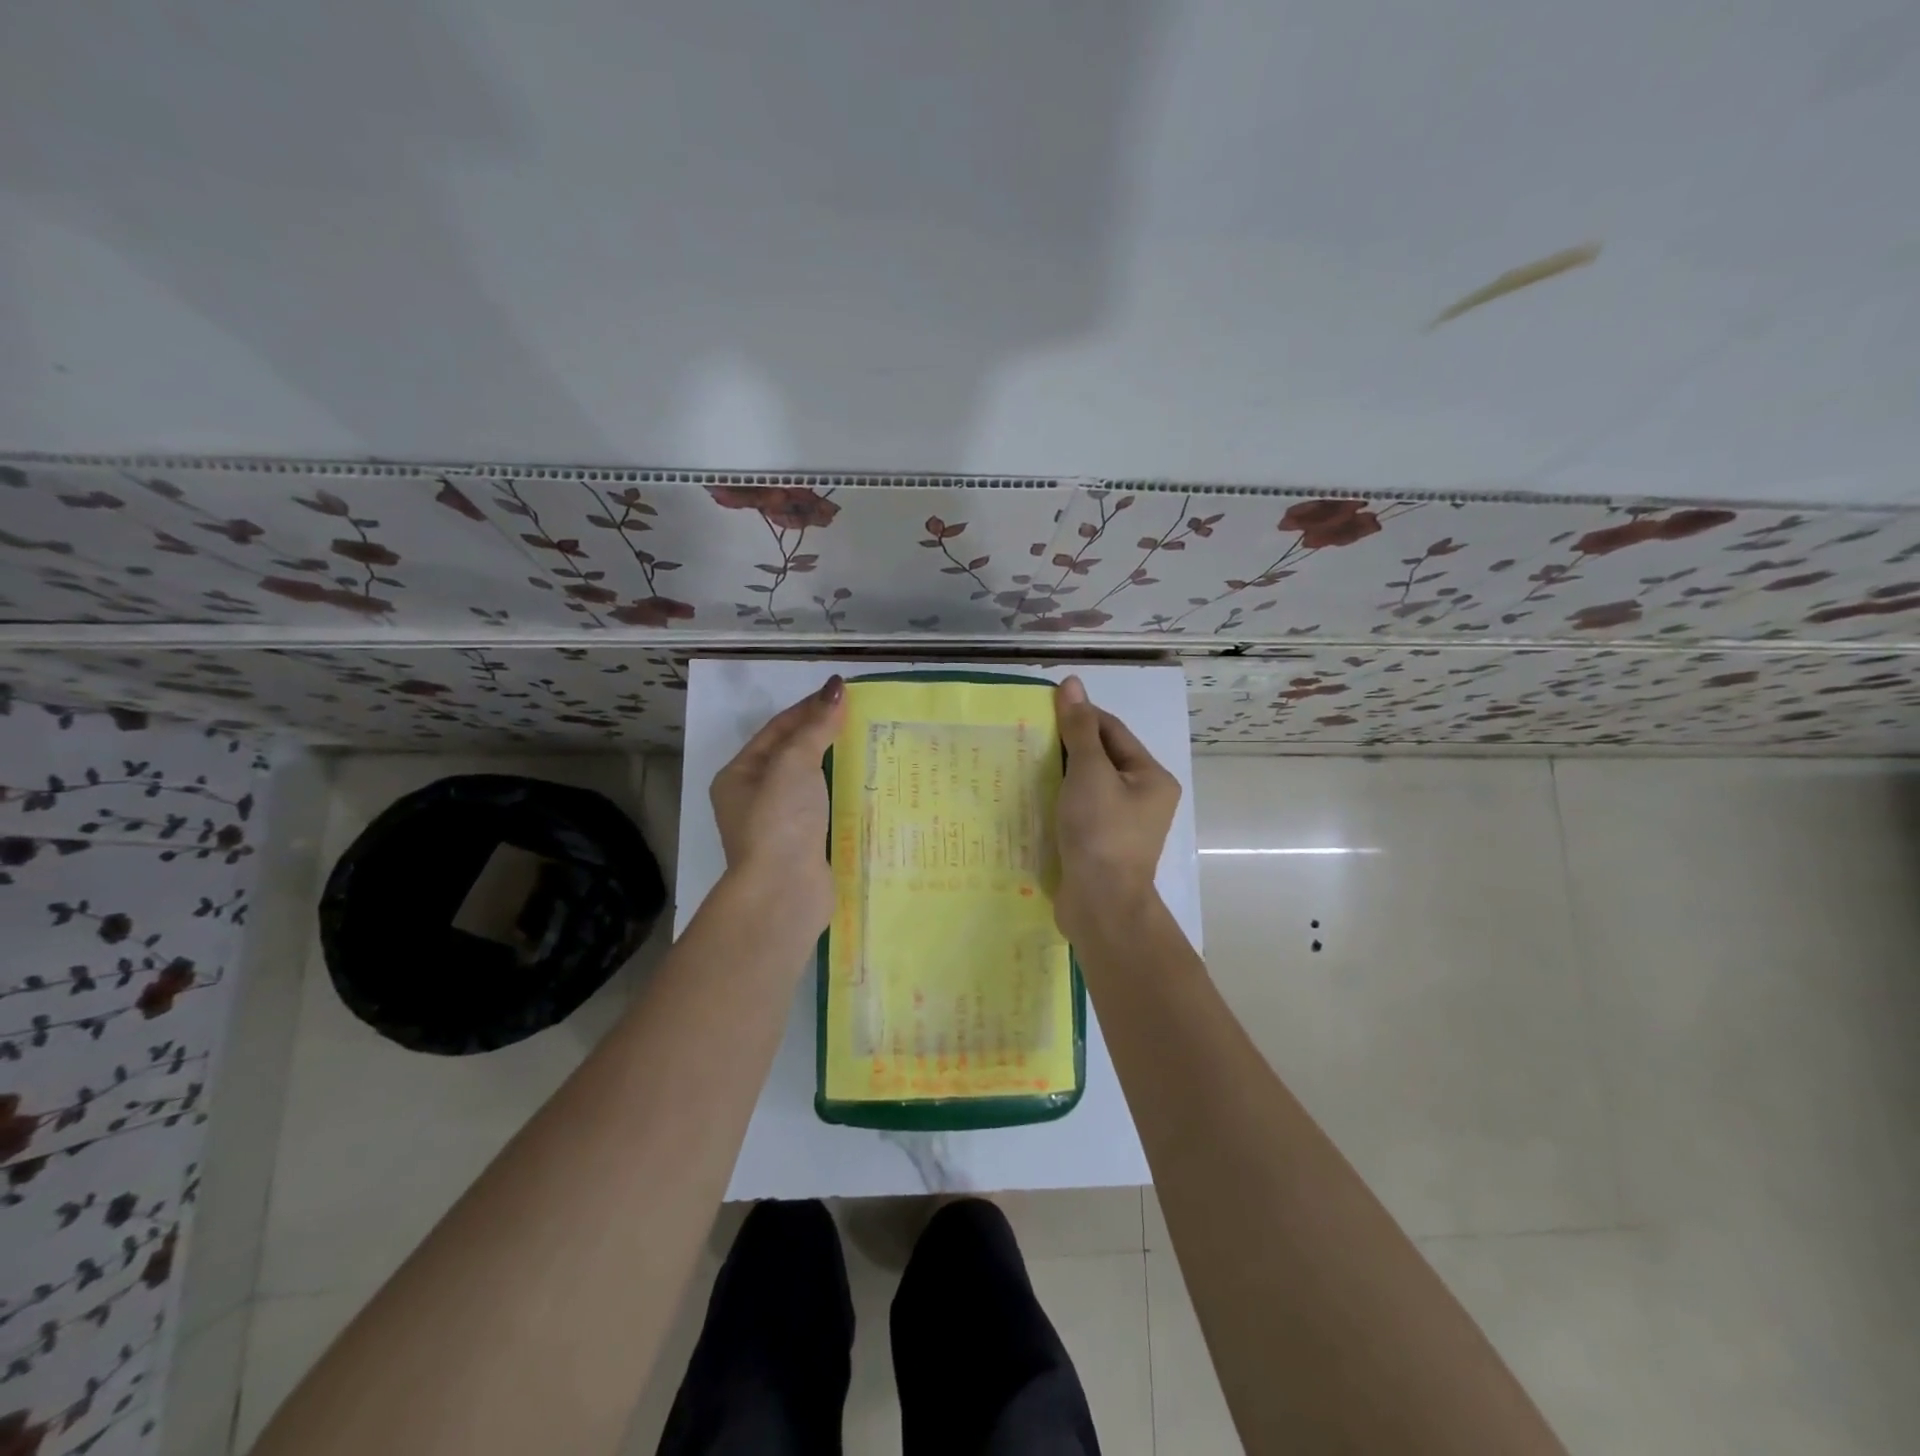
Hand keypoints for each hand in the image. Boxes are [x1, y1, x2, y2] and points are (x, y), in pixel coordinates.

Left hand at [710, 676, 846, 931]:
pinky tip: (870, 788)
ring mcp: (780, 826)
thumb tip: (835, 688)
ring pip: (812, 785)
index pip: (777, 729)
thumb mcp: (795, 763)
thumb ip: (816, 726)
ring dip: (838, 766)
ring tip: (873, 748)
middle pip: (793, 756)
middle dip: (825, 736)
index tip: (843, 693)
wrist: (784, 892)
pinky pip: (826, 810)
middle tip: (863, 719)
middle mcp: (755, 799)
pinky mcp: (805, 847)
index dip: (809, 707)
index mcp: (740, 775)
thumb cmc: (781, 820)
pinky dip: (845, 796)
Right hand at [1053, 676, 1179, 941]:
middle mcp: (1143, 798)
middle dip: (1067, 746)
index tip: (1043, 706)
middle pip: (1102, 758)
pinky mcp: (1101, 845)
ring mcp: (1123, 825)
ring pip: (1088, 786)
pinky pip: (1080, 811)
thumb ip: (1079, 729)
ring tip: (1025, 761)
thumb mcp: (1089, 773)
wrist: (1101, 906)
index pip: (1113, 731)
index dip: (1080, 715)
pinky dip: (1059, 800)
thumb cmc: (1101, 833)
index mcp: (1151, 777)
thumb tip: (1072, 683)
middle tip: (1028, 733)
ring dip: (1060, 773)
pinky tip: (1033, 796)